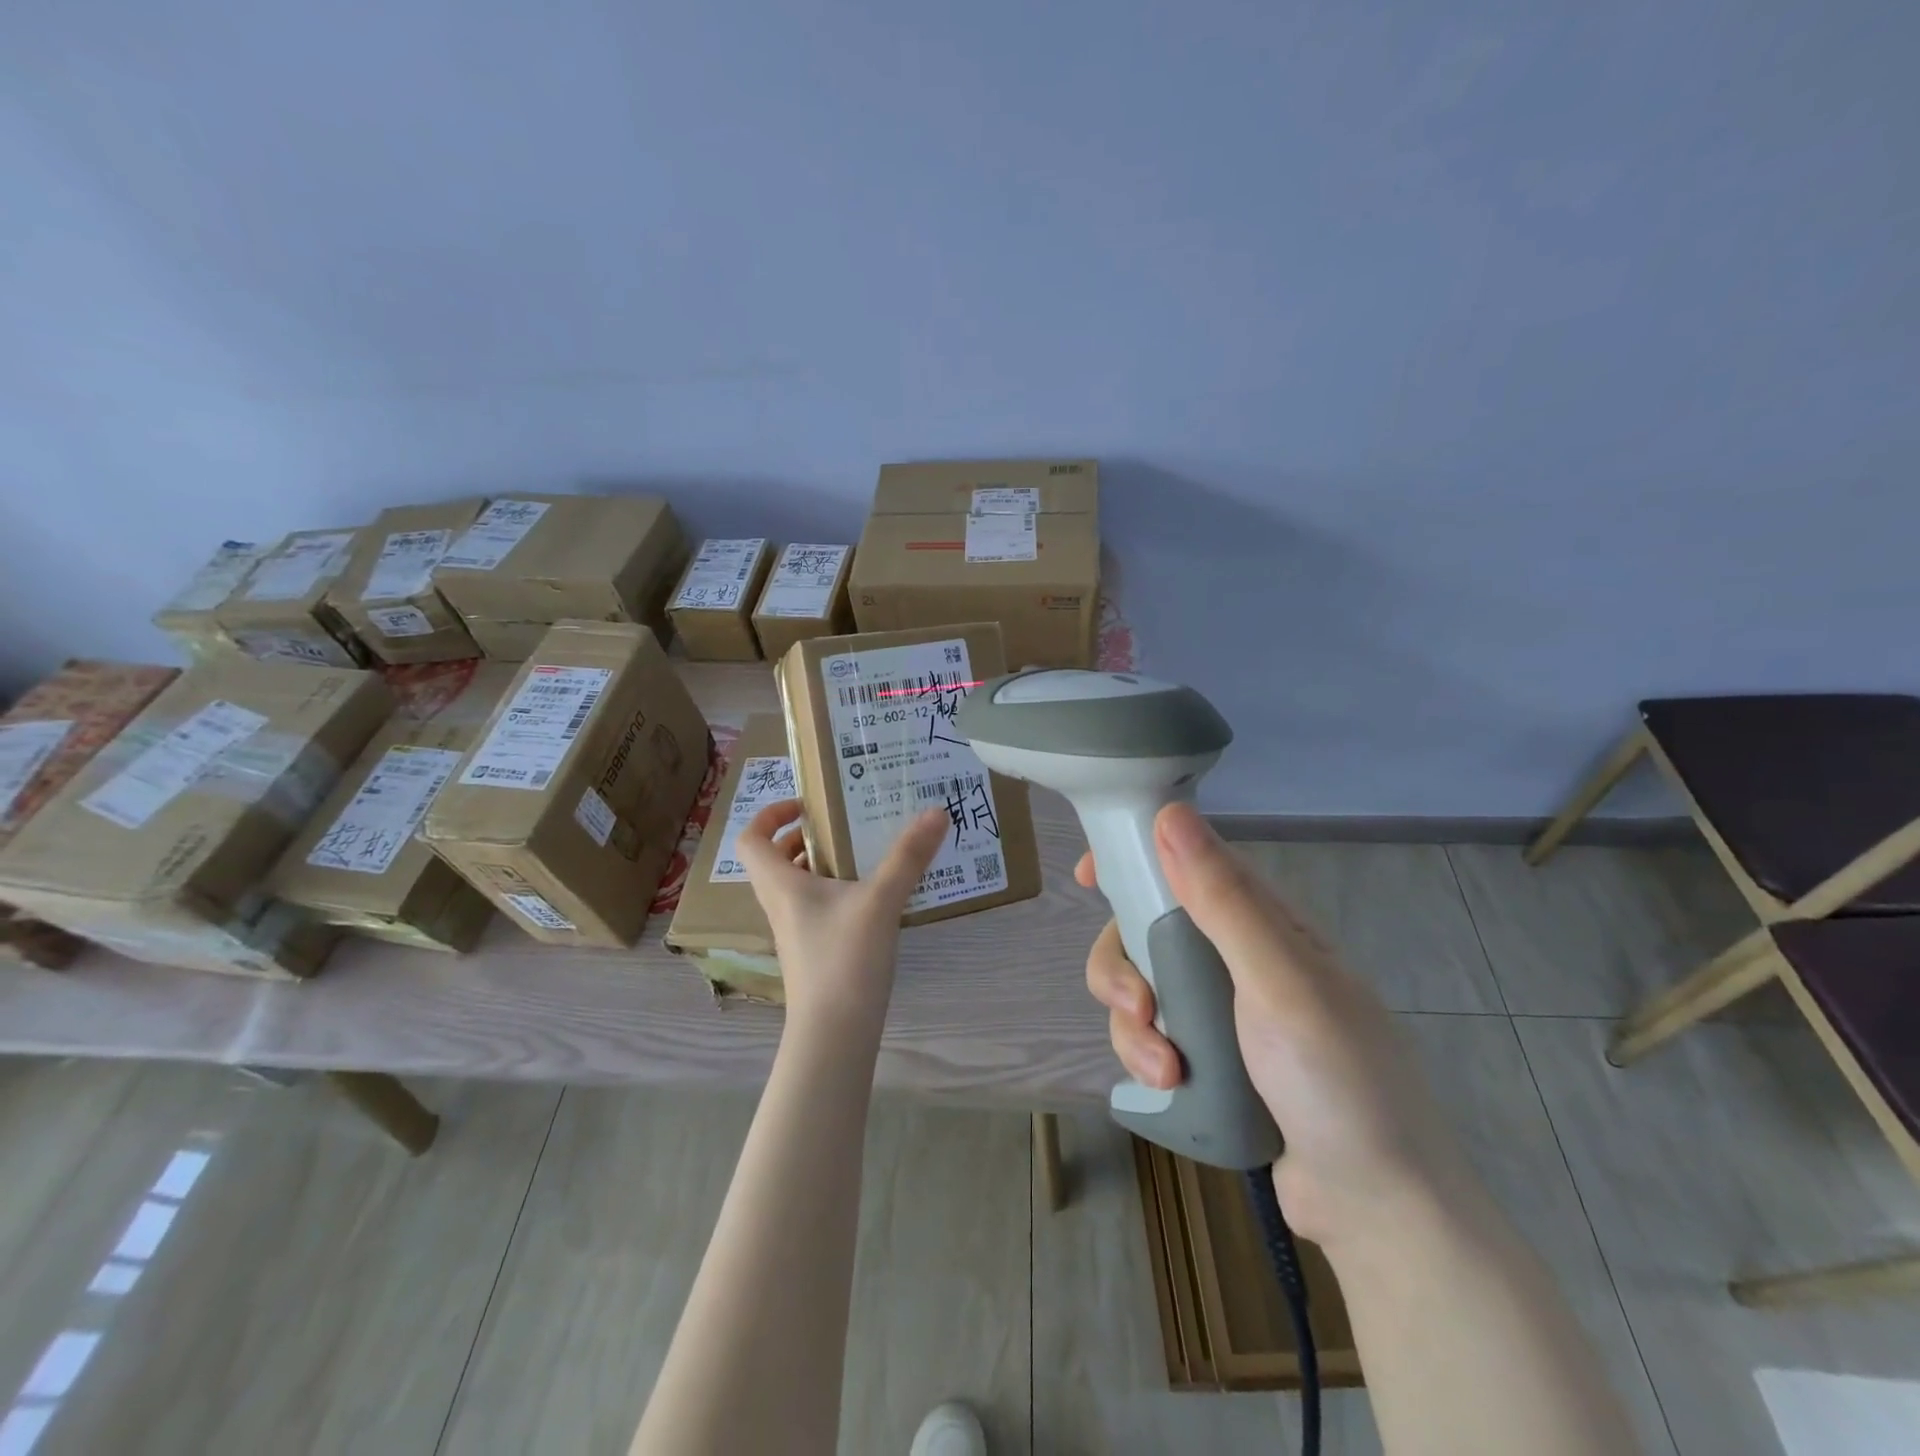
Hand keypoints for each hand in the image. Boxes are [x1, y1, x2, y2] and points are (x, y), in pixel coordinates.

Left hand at [737, 800, 949, 1028]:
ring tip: (865, 853)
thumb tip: (936, 811)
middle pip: (777, 860)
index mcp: (781, 885)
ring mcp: (796, 931)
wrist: (834, 1034)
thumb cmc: (844, 960)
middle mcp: (781, 904)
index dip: (769, 814)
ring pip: (799, 885)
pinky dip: (838, 892)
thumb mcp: (880, 901)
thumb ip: (908, 856)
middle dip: (806, 837)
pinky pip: (817, 908)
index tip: (806, 805)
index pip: (751, 840)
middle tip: (844, 824)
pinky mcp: (814, 951)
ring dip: (824, 864)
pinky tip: (875, 896)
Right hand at [1078, 803, 1474, 1246]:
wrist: (1377, 1207)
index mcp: (1263, 922)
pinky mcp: (1207, 1057)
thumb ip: (1224, 900)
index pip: (1188, 862)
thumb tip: (1170, 813)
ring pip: (1141, 986)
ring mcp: (1220, 1010)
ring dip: (1133, 1025)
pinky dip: (1144, 1056)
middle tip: (1138, 1004)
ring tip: (1164, 1070)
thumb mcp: (1280, 982)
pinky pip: (1150, 1034)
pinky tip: (1168, 1088)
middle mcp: (1236, 956)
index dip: (1134, 859)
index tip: (1089, 877)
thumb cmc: (1338, 1080)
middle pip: (1146, 929)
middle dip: (1123, 965)